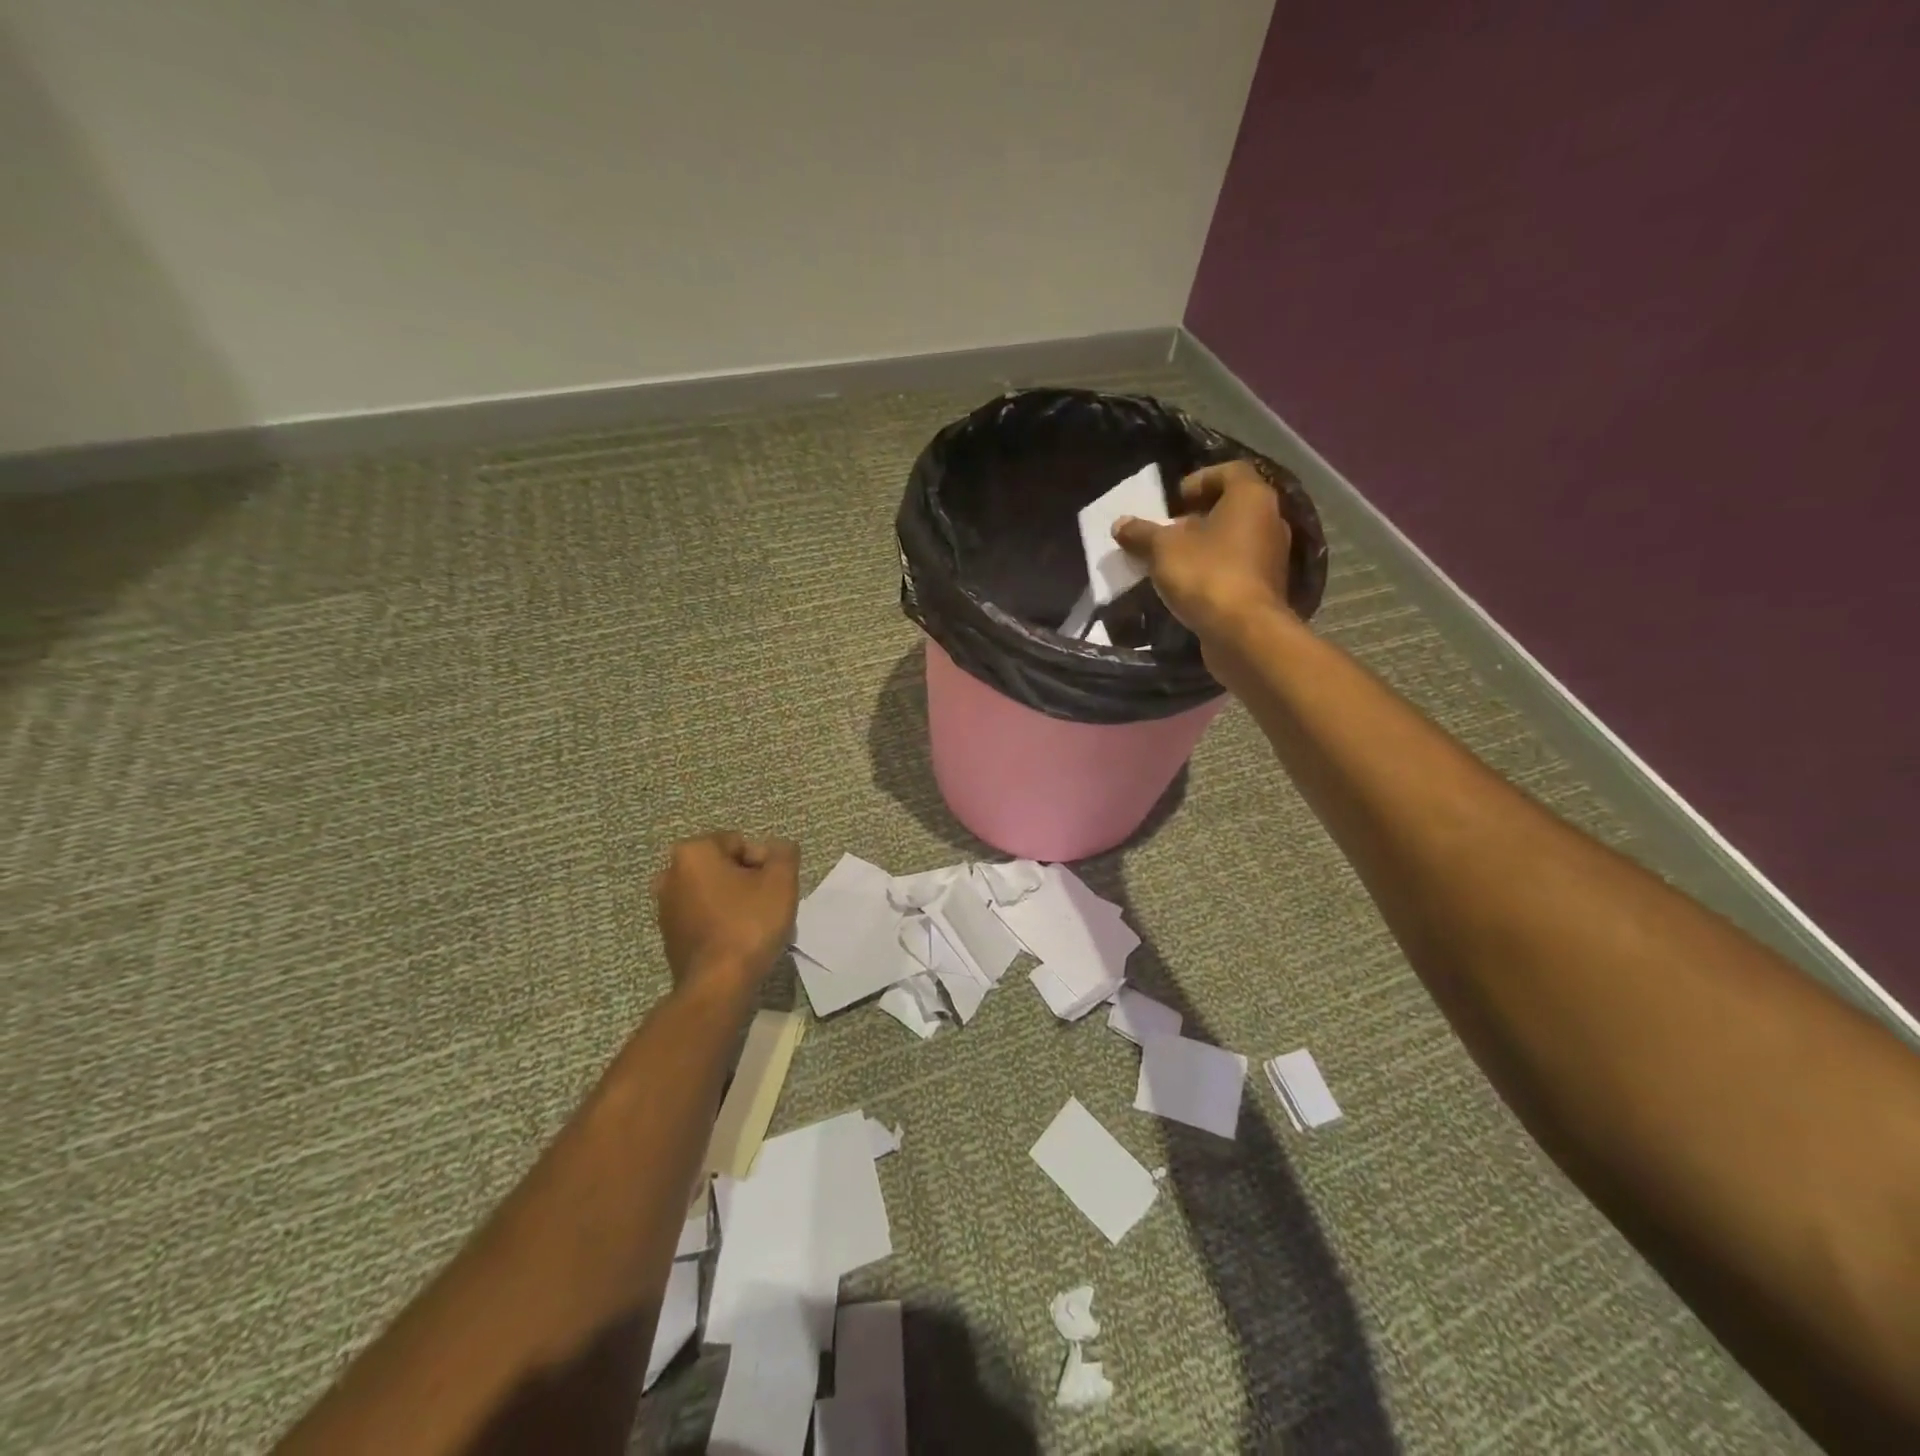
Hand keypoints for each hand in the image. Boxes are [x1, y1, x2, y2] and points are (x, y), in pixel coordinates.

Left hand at [651, 832, 799, 996]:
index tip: (774, 887)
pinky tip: (738, 940)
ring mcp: (665, 907)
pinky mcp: (669, 935)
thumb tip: (779, 848)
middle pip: (724, 866)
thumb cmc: (749, 924)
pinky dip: (721, 921)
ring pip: (713, 892)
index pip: (739, 843)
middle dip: (748, 881)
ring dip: (735, 901)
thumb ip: (784, 853)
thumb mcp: (781, 880)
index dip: (763, 863)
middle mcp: (669, 874)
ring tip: (756, 925)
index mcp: (692, 852)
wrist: (718, 985)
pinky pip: (703, 916)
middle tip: (768, 904)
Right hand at [1113, 461, 1293, 641]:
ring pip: (1236, 538)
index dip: (1200, 480)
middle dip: (1199, 515)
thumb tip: (1121, 524)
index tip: (1175, 500)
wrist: (1243, 632)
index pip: (1230, 471)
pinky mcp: (1267, 587)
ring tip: (1175, 560)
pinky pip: (1239, 566)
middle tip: (1170, 530)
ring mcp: (1273, 556)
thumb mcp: (1163, 550)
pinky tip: (1191, 585)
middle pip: (1233, 506)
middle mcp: (1270, 520)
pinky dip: (1217, 568)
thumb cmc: (1206, 575)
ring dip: (1207, 544)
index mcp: (1251, 498)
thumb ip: (1142, 534)